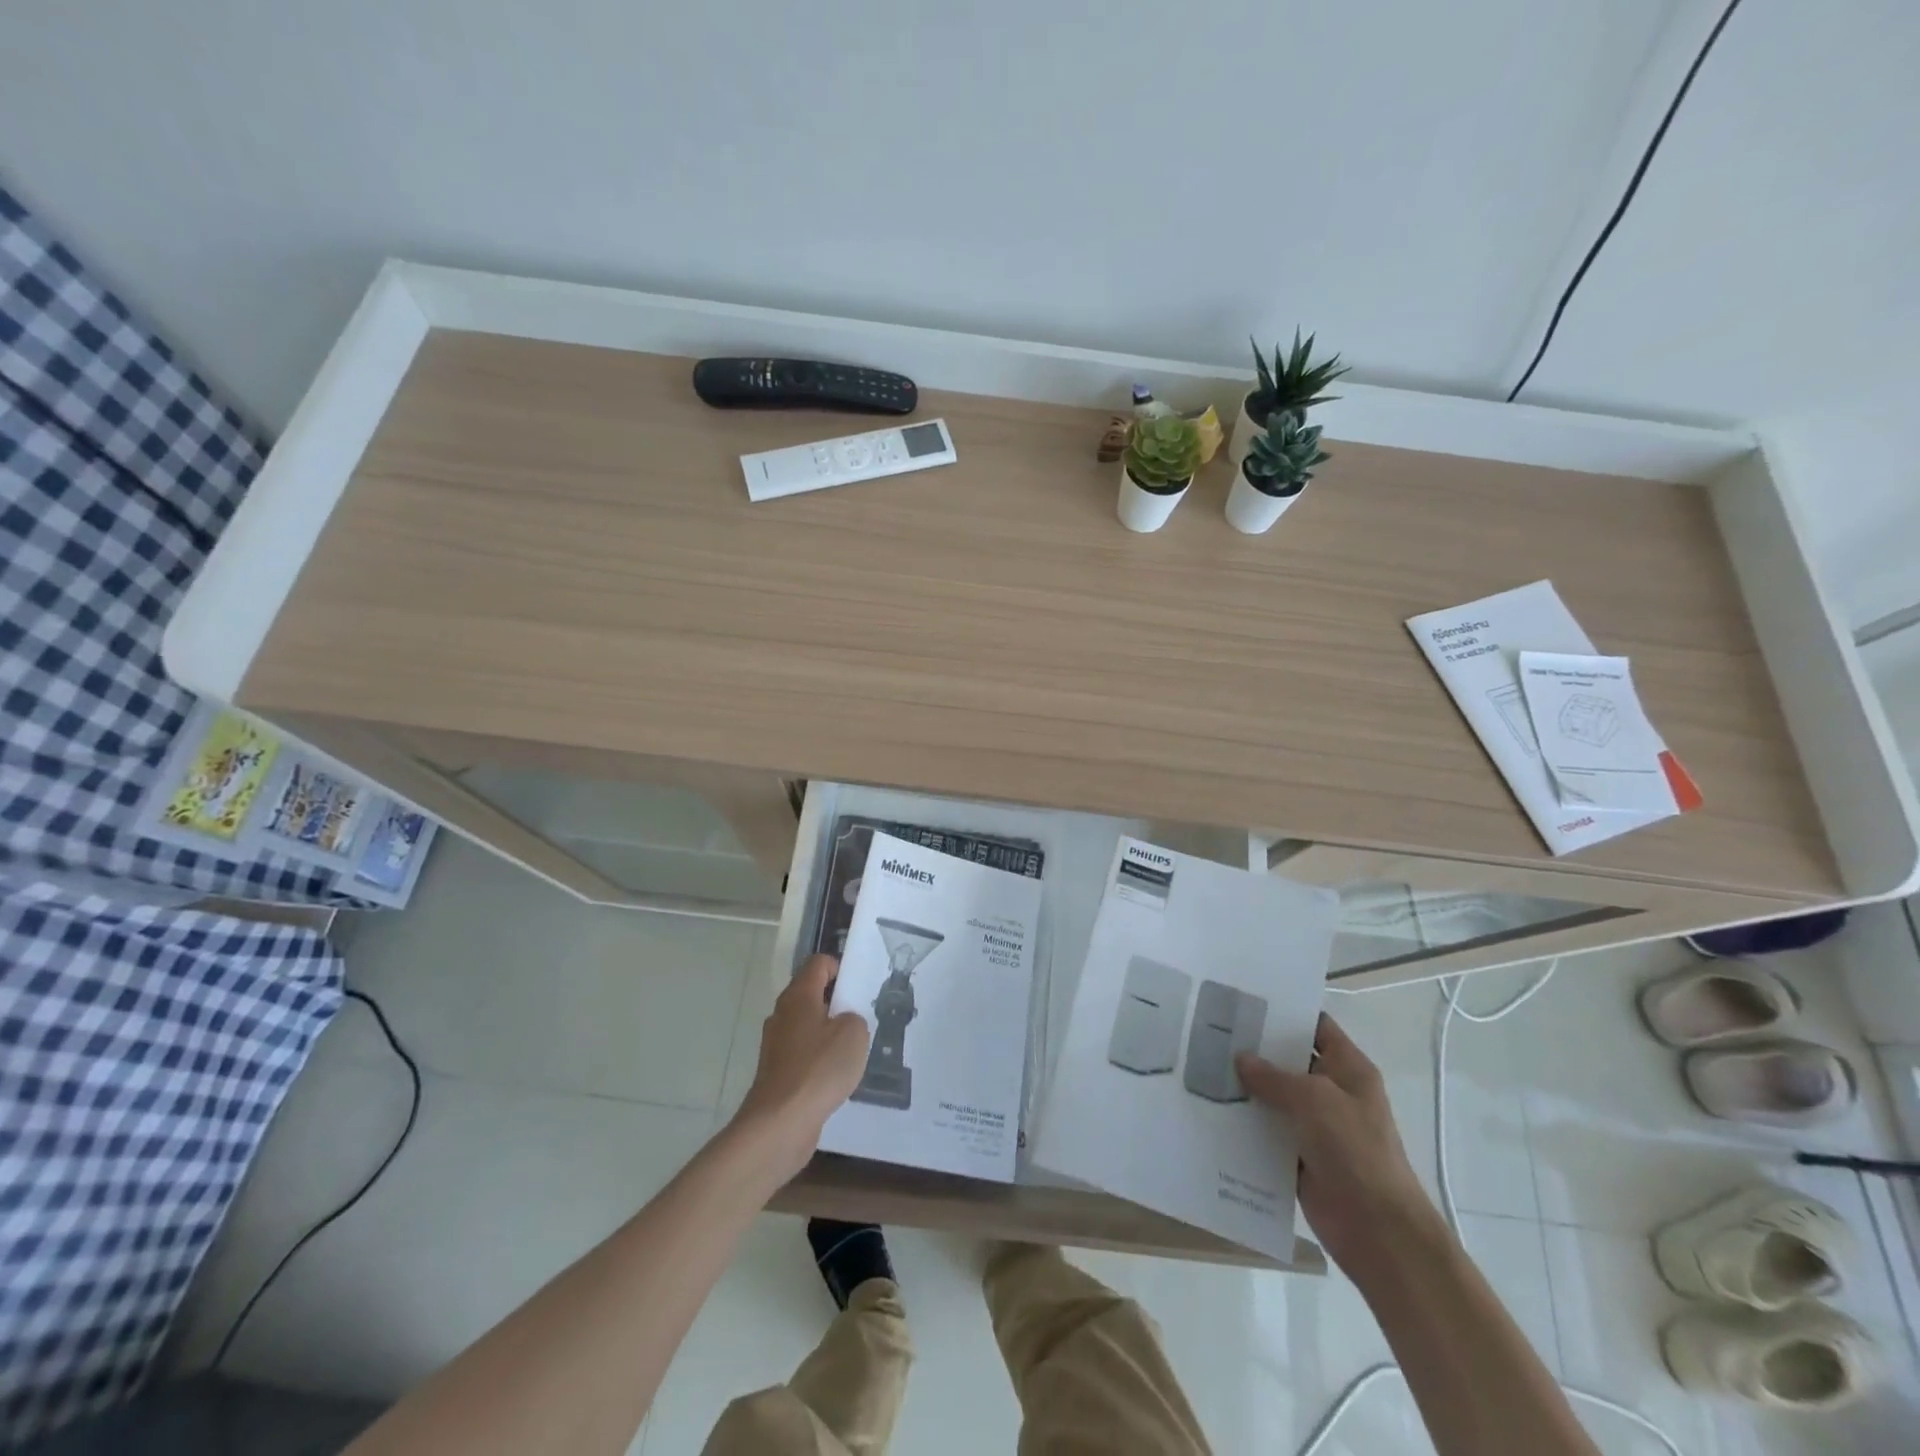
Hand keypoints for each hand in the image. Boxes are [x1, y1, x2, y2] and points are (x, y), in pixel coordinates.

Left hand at [731, 955, 870, 1181]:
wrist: (780, 1124)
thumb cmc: (818, 1069)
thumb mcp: (854, 1033)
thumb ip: (855, 1018)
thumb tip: (845, 1022)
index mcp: (799, 996)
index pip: (818, 963)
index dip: (840, 968)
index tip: (860, 987)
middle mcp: (783, 1014)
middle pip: (812, 994)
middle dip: (838, 1002)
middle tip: (863, 1017)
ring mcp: (777, 1045)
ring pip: (808, 1026)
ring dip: (830, 1033)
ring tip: (854, 1049)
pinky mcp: (777, 1072)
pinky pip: (803, 1054)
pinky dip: (820, 1059)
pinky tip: (837, 1076)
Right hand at [1236, 1015, 1445, 1275]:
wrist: (1378, 1231)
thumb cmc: (1355, 1151)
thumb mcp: (1315, 1100)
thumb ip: (1274, 1077)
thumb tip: (1241, 1059)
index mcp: (1349, 1069)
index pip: (1315, 1026)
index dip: (1285, 1013)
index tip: (1244, 1002)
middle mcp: (1333, 1092)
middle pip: (1289, 1061)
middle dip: (1255, 1050)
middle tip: (1211, 1032)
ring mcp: (1316, 1126)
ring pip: (1274, 1098)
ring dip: (1246, 1089)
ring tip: (1202, 1068)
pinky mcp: (1300, 1157)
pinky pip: (1267, 1133)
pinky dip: (1246, 1125)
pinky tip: (1212, 1112)